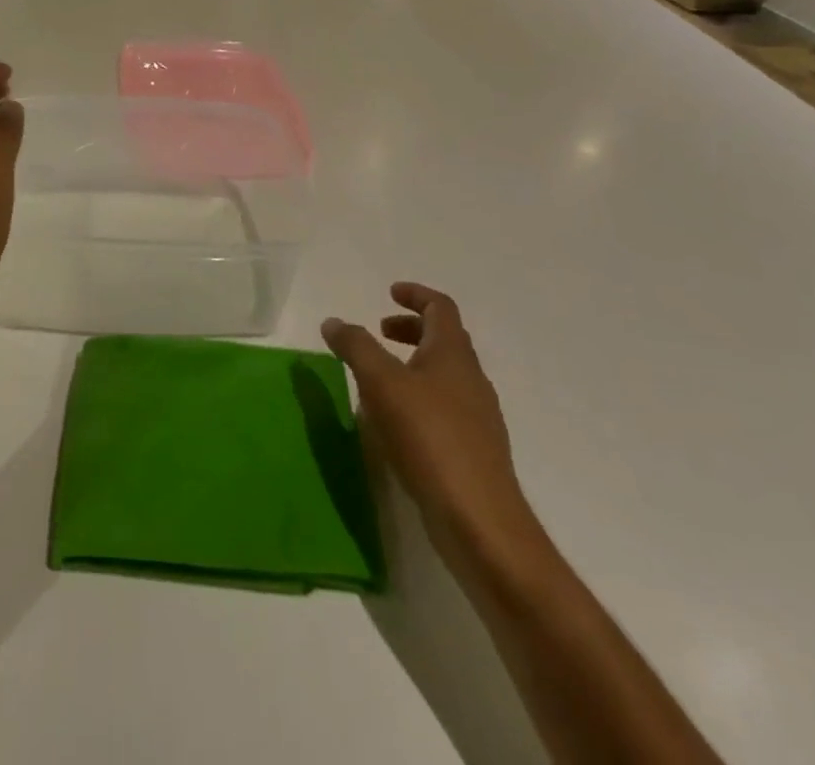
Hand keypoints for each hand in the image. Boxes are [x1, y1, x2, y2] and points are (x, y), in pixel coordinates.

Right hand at [323, 285, 537, 560]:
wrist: (480, 521)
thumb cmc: (430, 438)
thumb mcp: (382, 383)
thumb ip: (356, 347)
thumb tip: (334, 322)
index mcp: (453, 354)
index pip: (441, 307)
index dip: (416, 295)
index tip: (389, 292)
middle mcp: (471, 378)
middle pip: (444, 338)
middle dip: (411, 328)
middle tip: (379, 331)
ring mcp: (478, 417)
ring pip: (445, 374)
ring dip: (414, 364)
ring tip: (380, 377)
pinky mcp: (474, 450)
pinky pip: (445, 407)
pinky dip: (419, 397)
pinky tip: (396, 422)